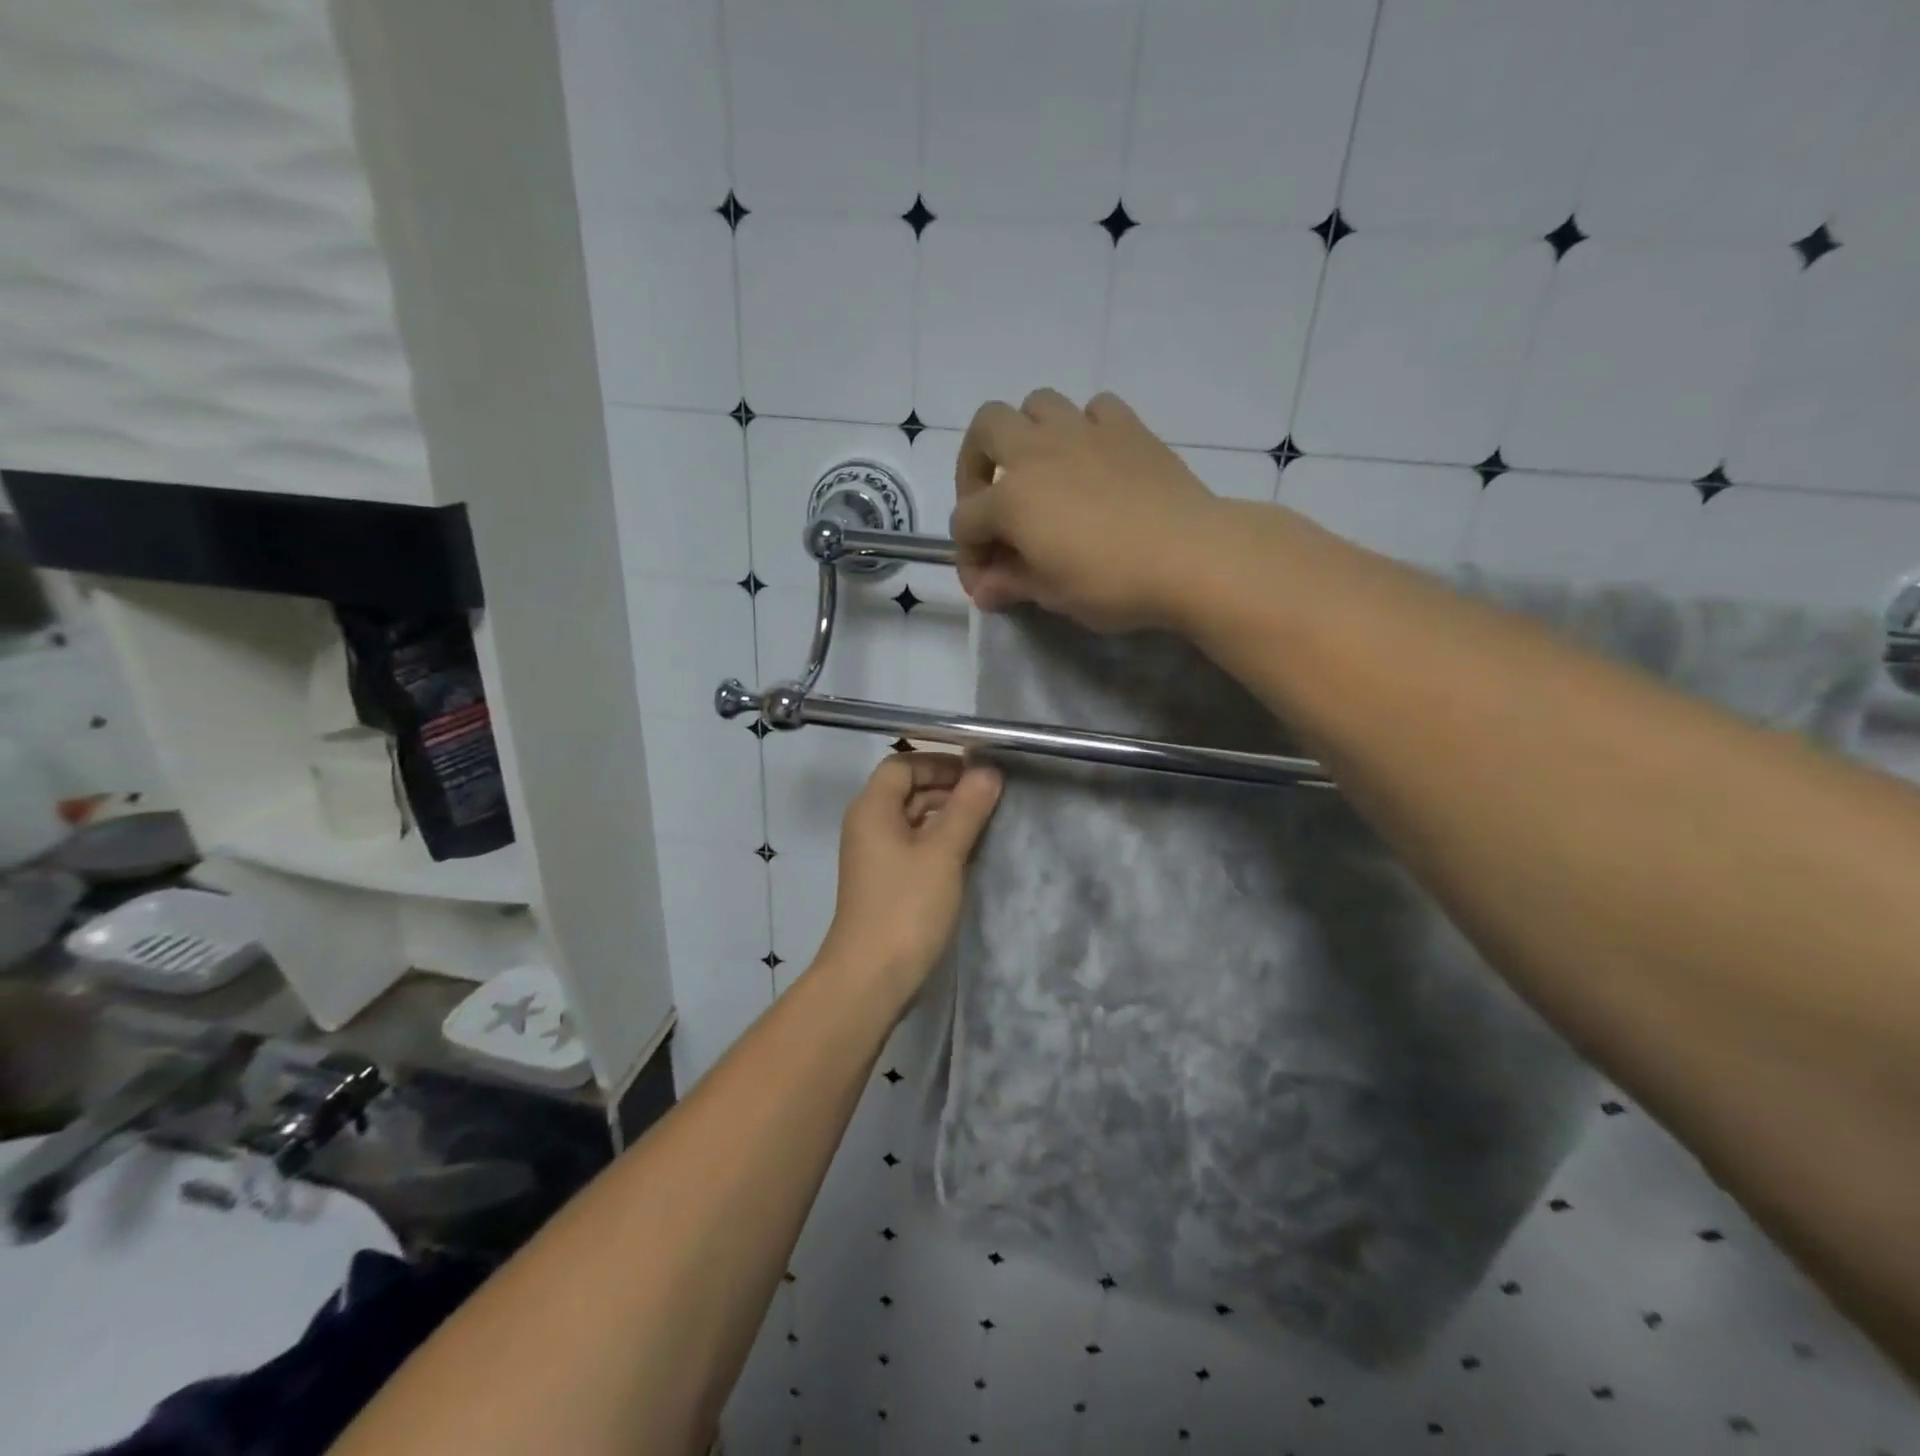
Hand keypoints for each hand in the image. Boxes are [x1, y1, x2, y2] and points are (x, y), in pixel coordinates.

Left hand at [822, 752, 1002, 1000]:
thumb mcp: (943, 853)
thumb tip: (988, 770)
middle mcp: (869, 825)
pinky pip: (915, 846)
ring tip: (988, 819)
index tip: (980, 770)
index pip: (903, 764)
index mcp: (872, 809)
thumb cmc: (906, 907)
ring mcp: (876, 856)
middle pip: (908, 789)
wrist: (871, 978)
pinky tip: (970, 851)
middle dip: (948, 786)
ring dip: (947, 814)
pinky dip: (940, 841)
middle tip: (992, 794)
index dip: (940, 761)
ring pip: (914, 819)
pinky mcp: (887, 882)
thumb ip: (967, 808)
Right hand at [950, 388, 1214, 630]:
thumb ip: (1012, 583)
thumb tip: (986, 590)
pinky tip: (1095, 459)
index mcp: (1011, 498)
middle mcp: (1037, 452)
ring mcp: (1084, 432)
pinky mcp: (1128, 428)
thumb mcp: (1053, 594)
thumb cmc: (1111, 583)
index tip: (987, 585)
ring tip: (1042, 471)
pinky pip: (1095, 408)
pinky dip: (1086, 428)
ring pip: (1038, 404)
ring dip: (1028, 432)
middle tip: (992, 500)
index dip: (969, 557)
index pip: (966, 522)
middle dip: (976, 462)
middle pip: (986, 428)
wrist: (1190, 556)